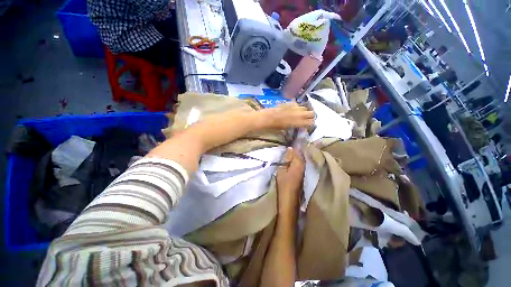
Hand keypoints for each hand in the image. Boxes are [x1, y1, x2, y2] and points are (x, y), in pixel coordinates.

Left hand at [258, 102, 313, 129]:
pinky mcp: (289, 103)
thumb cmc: (276, 126)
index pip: (310, 122)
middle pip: (311, 113)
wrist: (267, 117)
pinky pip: (296, 104)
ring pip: (304, 108)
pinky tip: (293, 109)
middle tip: (308, 118)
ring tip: (301, 114)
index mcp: (298, 122)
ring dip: (304, 111)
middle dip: (311, 115)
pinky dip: (296, 107)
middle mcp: (299, 114)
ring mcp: (294, 107)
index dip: (311, 123)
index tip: (310, 124)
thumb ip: (295, 125)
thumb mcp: (286, 128)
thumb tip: (299, 125)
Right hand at [276, 148, 304, 216]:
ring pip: (301, 159)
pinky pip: (300, 164)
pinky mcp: (303, 174)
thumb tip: (290, 149)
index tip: (289, 142)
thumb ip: (286, 159)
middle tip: (289, 146)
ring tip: (290, 152)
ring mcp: (304, 170)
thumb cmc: (284, 185)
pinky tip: (292, 160)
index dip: (294, 147)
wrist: (289, 200)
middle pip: (301, 155)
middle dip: (296, 150)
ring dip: (296, 155)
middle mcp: (304, 166)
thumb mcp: (281, 170)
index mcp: (299, 164)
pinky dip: (297, 160)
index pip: (297, 151)